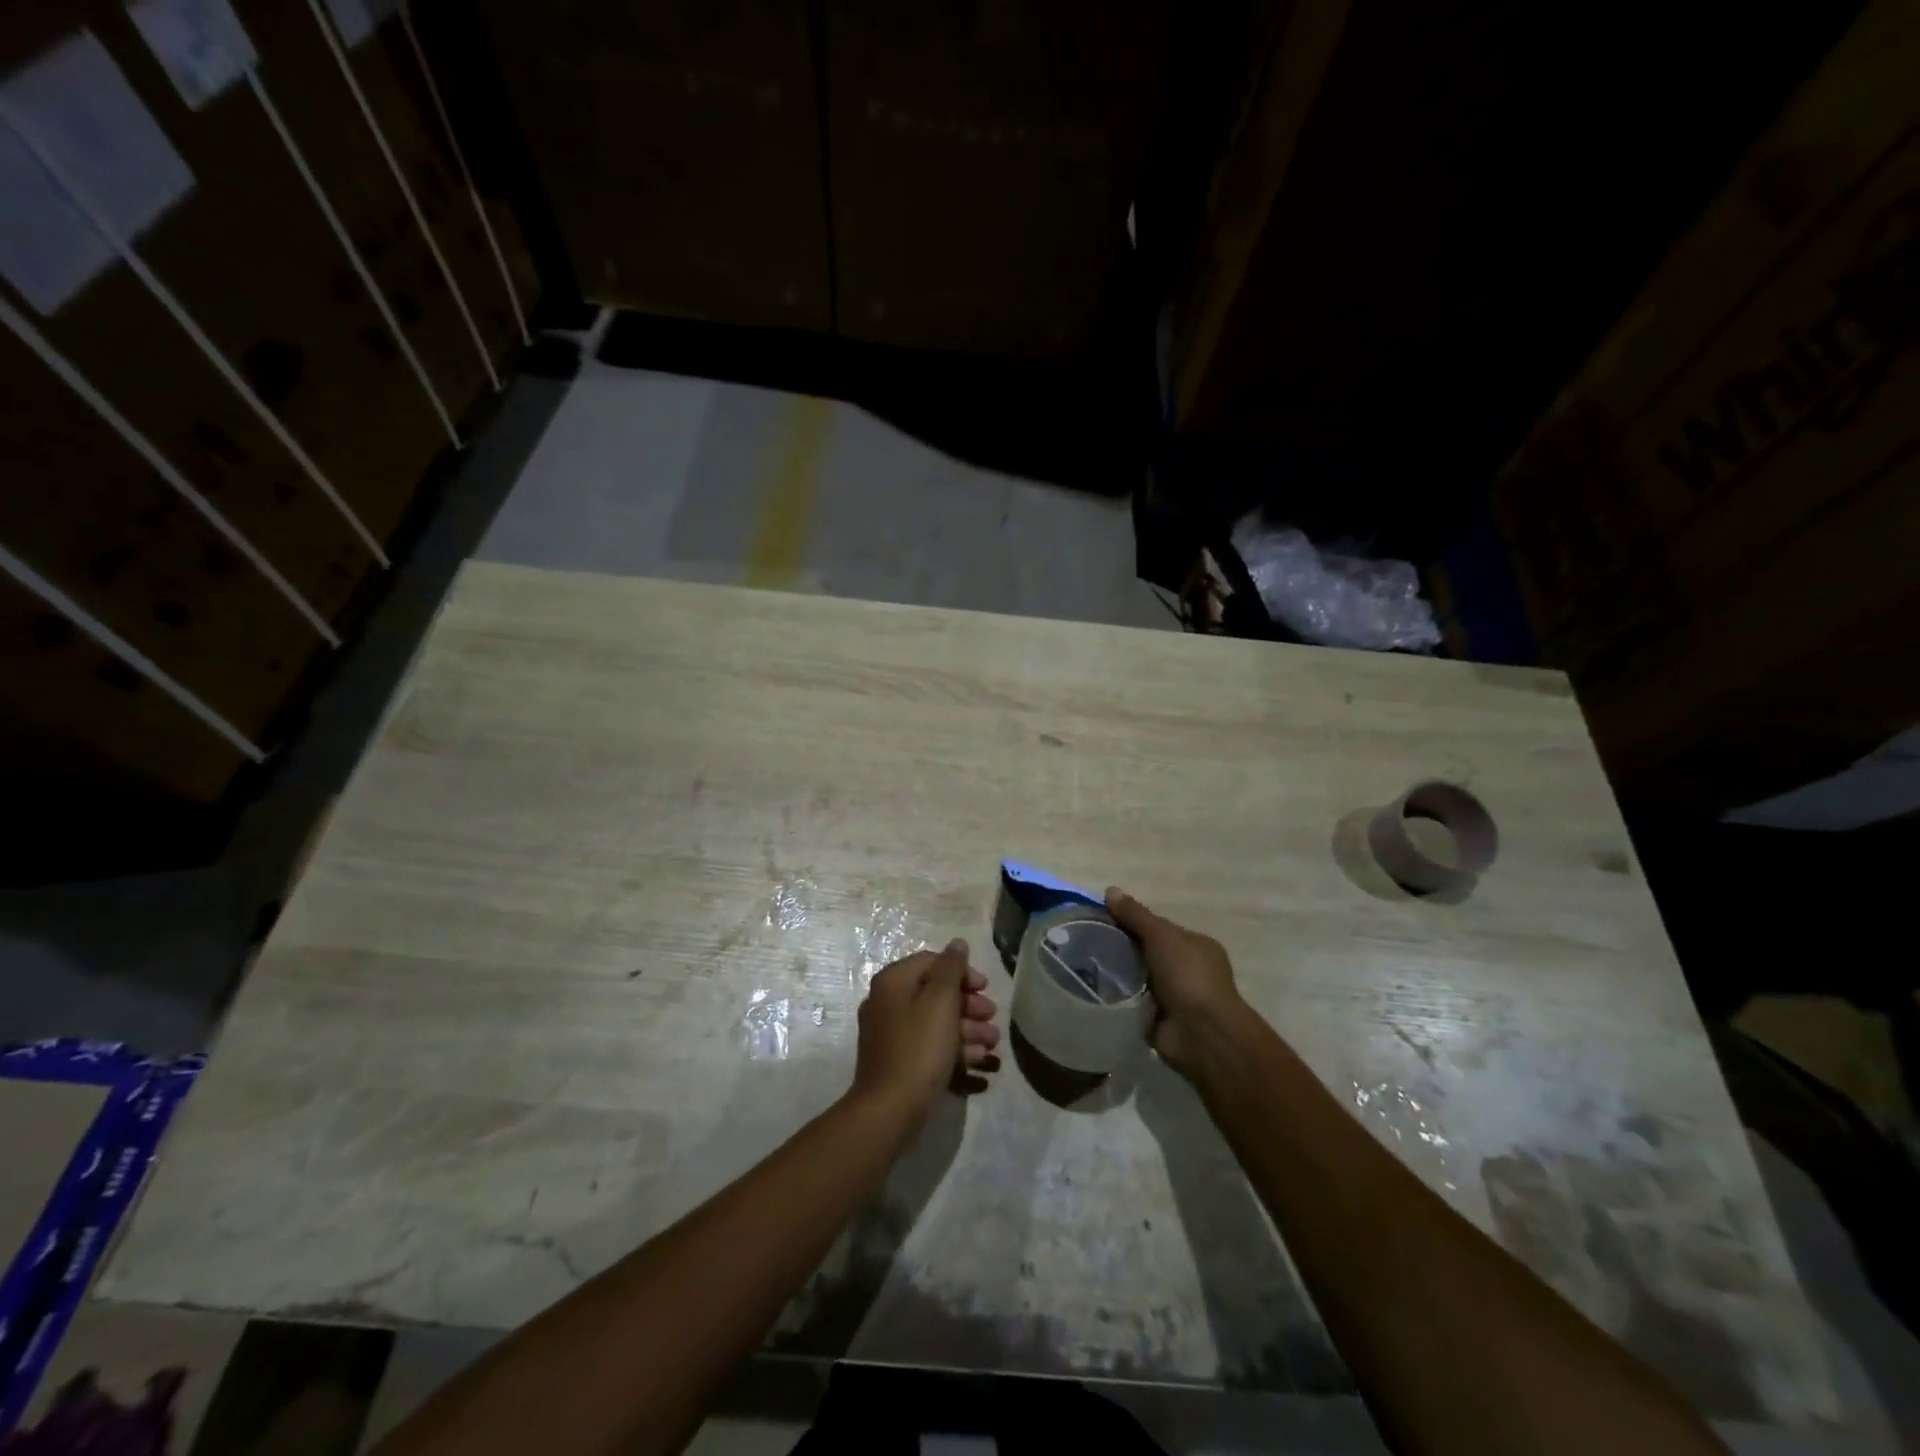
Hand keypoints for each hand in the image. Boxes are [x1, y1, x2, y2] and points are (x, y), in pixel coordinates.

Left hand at [851, 939, 999, 1119]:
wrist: (890, 1110)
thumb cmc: (919, 1048)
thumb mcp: (941, 1002)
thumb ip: (951, 969)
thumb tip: (958, 943)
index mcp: (893, 982)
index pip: (932, 962)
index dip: (962, 972)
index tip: (985, 988)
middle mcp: (887, 1002)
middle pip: (935, 993)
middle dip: (969, 1005)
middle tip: (992, 1018)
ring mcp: (891, 1034)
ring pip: (935, 1022)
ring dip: (967, 1030)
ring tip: (992, 1045)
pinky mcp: (898, 1060)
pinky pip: (929, 1045)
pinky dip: (953, 1050)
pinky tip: (978, 1064)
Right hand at [1106, 888, 1248, 1075]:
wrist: (1201, 1034)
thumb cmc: (1188, 976)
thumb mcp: (1161, 935)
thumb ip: (1135, 915)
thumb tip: (1110, 890)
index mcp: (1197, 946)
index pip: (1159, 928)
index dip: (1132, 922)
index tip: (1103, 921)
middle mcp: (1189, 970)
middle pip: (1148, 953)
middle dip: (1123, 950)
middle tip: (1089, 944)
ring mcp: (1176, 997)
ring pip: (1140, 979)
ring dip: (1120, 976)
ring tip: (1086, 966)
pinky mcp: (1161, 1021)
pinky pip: (1135, 1004)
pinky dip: (1121, 1000)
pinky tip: (1096, 991)